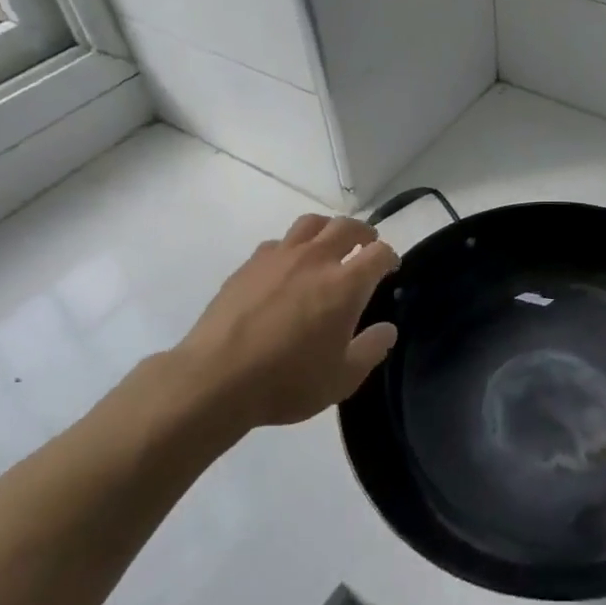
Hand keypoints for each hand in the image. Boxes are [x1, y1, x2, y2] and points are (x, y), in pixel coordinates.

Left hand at [165, 214, 399, 433]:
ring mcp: (279, 257)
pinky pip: (279, 242)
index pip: (379, 253)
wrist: (215, 379)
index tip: (390, 269)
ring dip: (328, 229)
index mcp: (346, 284)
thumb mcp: (342, 378)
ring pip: (311, 223)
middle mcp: (316, 259)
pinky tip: (287, 268)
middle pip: (347, 226)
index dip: (390, 257)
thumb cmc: (287, 381)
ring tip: (329, 246)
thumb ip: (371, 349)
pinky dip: (293, 247)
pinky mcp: (249, 264)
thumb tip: (387, 329)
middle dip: (363, 233)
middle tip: (366, 247)